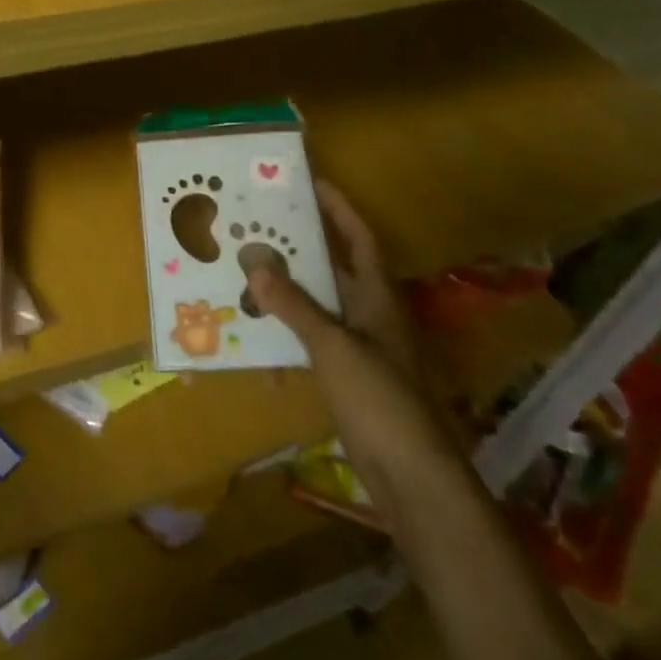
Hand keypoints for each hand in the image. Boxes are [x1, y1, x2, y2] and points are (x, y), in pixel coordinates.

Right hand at [244, 180, 448, 470]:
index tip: (311, 182)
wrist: (412, 477)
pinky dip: (288, 327)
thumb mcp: (333, 346)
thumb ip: (294, 305)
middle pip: (336, 266)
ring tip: (249, 265)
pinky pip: (312, 337)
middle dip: (303, 243)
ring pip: (321, 302)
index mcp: (379, 297)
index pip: (360, 238)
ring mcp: (361, 346)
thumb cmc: (380, 400)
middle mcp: (372, 314)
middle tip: (262, 221)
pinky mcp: (348, 375)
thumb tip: (255, 263)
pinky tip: (256, 327)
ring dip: (290, 286)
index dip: (340, 208)